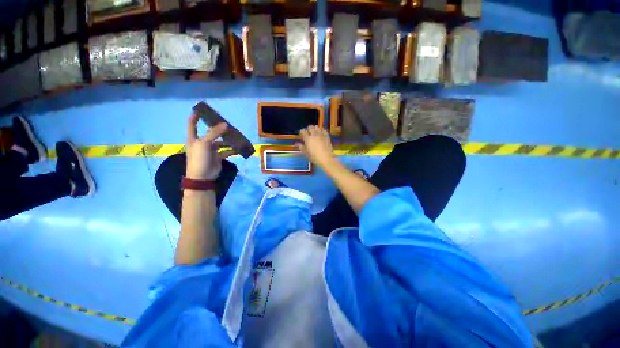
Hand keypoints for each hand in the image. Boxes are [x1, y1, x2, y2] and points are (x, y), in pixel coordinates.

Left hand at [186, 114, 235, 180]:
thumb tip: (225, 124)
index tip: (201, 109)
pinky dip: (232, 150)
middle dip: (218, 128)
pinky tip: (238, 148)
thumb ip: (214, 133)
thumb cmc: (199, 158)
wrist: (202, 176)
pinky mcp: (218, 157)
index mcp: (194, 138)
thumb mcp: (204, 143)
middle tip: (227, 124)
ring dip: (227, 140)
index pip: (192, 124)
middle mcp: (202, 143)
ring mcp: (210, 150)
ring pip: (220, 142)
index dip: (195, 116)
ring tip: (236, 137)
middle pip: (210, 132)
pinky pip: (226, 151)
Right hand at [297, 125, 336, 168]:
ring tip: (314, 131)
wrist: (326, 158)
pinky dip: (322, 130)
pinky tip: (321, 133)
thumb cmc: (314, 157)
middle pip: (310, 127)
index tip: (301, 134)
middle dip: (308, 129)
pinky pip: (324, 130)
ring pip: (317, 127)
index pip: (303, 131)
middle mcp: (314, 134)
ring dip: (315, 128)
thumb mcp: (306, 153)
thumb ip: (301, 147)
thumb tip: (297, 143)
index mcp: (308, 139)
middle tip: (308, 132)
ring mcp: (321, 135)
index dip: (302, 132)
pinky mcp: (327, 136)